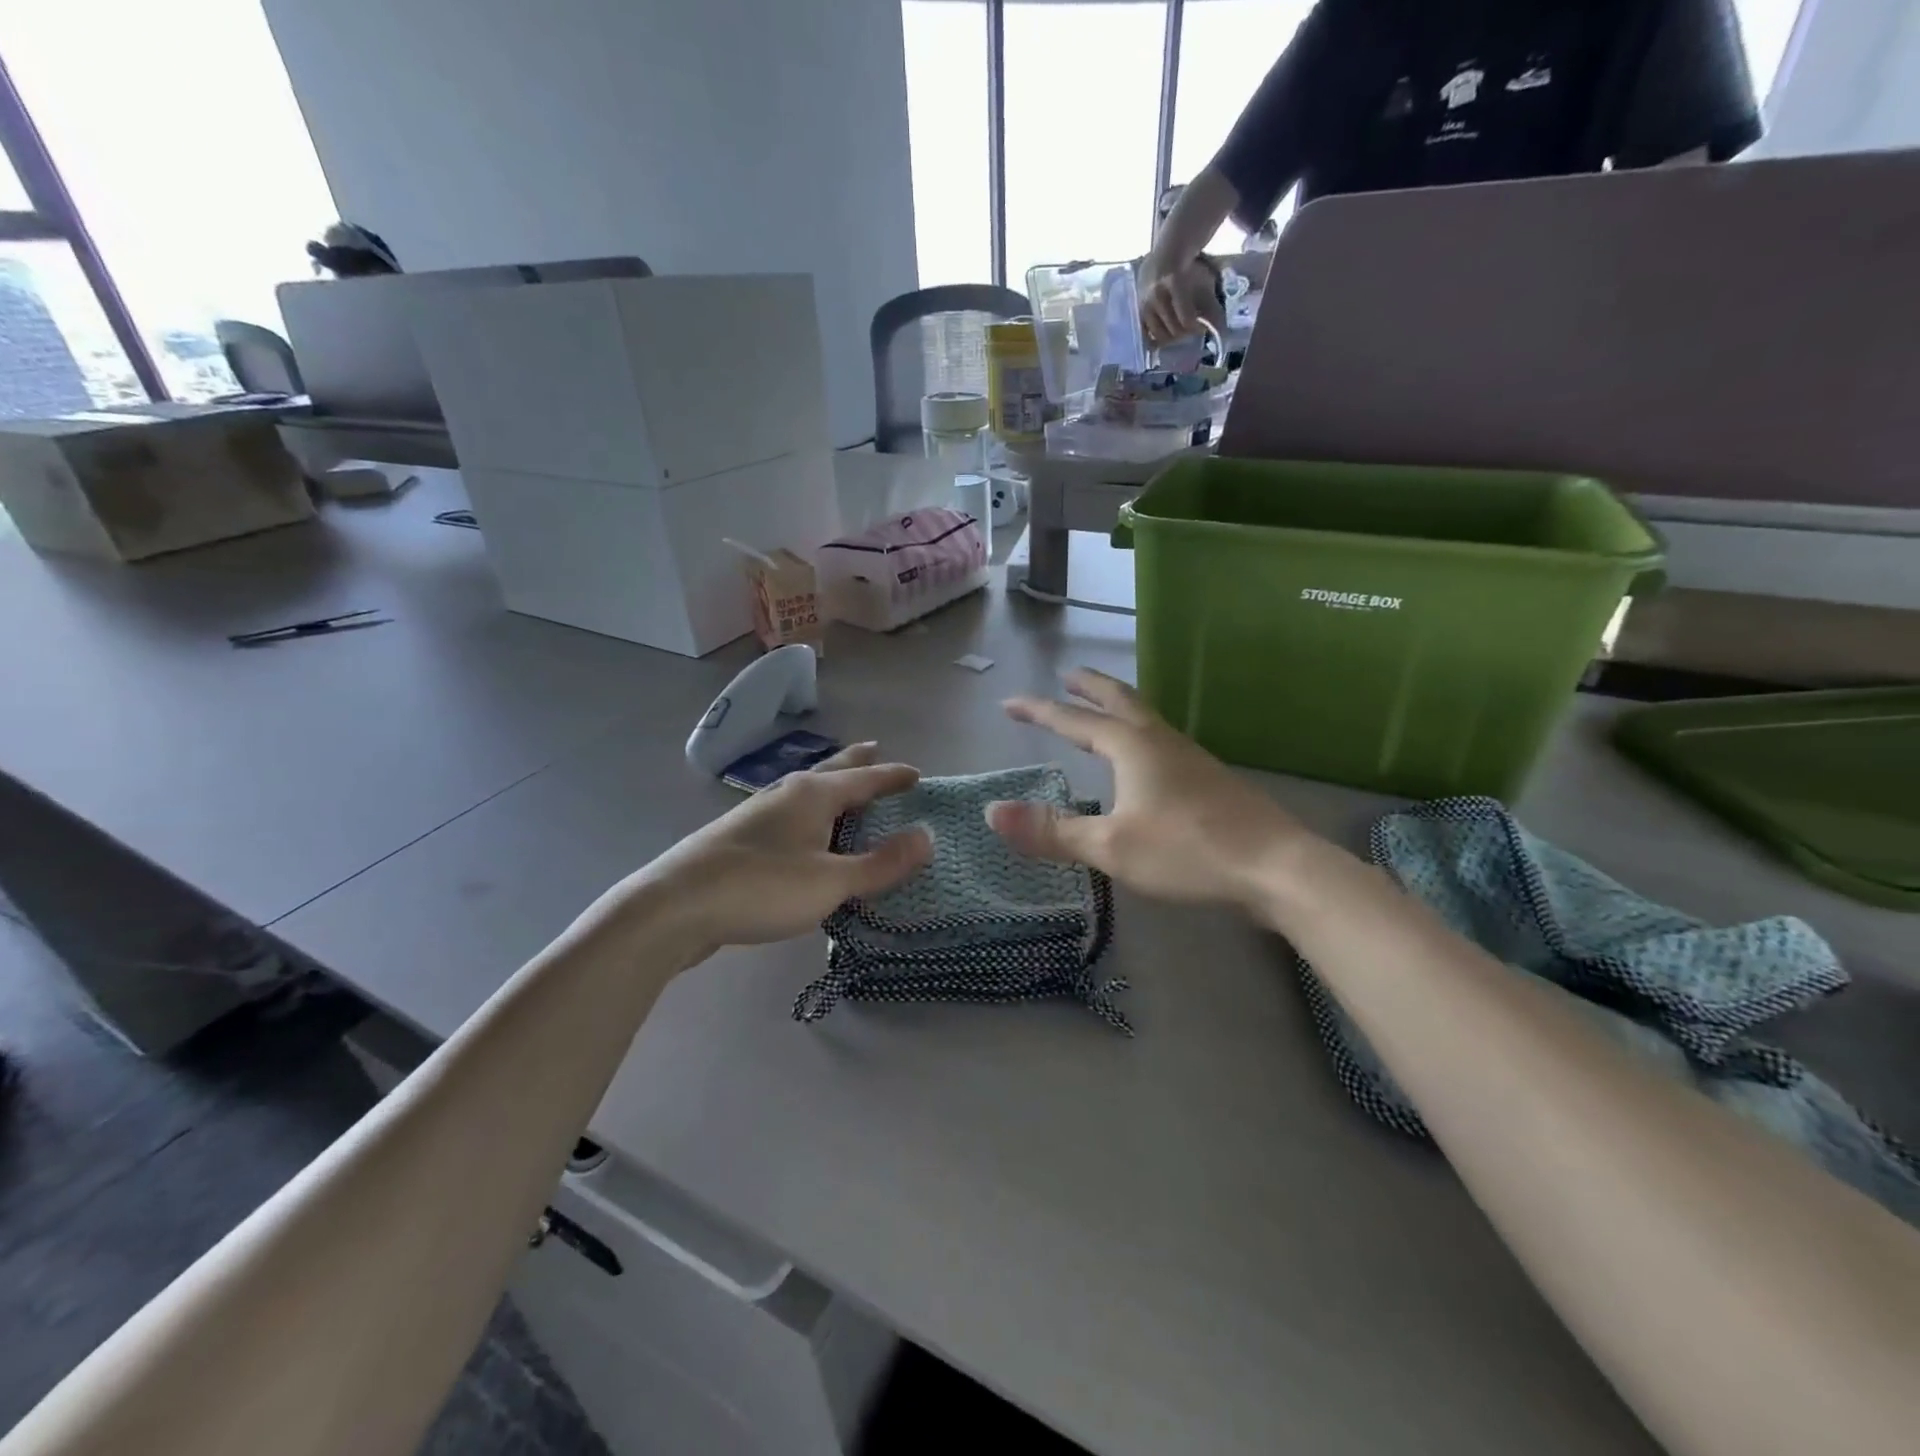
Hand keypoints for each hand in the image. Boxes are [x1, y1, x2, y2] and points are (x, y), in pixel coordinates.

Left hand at [639, 744, 931, 950]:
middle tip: (875, 750)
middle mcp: (786, 793)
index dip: (892, 776)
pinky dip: (809, 814)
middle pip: (830, 770)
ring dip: (830, 788)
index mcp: (813, 794)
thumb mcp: (832, 881)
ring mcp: (758, 813)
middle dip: (856, 763)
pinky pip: (788, 815)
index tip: (916, 774)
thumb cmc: (762, 887)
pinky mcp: (739, 837)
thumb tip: (928, 837)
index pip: (864, 777)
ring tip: (843, 791)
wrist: (674, 906)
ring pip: (805, 791)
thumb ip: (881, 863)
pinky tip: (801, 832)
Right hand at [988, 670, 1309, 914]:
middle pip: (1120, 700)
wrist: (1275, 867)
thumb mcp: (1110, 847)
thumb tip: (992, 813)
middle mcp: (1160, 741)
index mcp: (1133, 747)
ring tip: (1102, 711)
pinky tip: (1145, 760)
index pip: (1075, 721)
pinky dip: (1139, 734)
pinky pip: (1162, 741)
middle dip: (1089, 687)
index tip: (1010, 703)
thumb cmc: (1187, 851)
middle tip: (1068, 675)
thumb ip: (1052, 830)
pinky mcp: (1210, 779)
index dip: (1040, 712)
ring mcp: (1190, 757)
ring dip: (1118, 706)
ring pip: (1146, 718)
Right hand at [1138, 257, 1224, 348]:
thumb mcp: (1204, 285)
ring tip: (1179, 328)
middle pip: (1173, 330)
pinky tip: (1166, 334)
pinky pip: (1147, 336)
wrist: (1163, 260)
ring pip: (1160, 336)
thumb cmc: (1188, 272)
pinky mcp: (1138, 314)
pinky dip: (1157, 339)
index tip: (1202, 326)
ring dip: (1172, 337)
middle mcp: (1156, 296)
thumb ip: (1212, 308)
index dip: (1196, 328)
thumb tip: (1221, 331)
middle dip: (1185, 333)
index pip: (1186, 320)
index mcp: (1174, 283)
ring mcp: (1144, 306)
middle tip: (1191, 327)